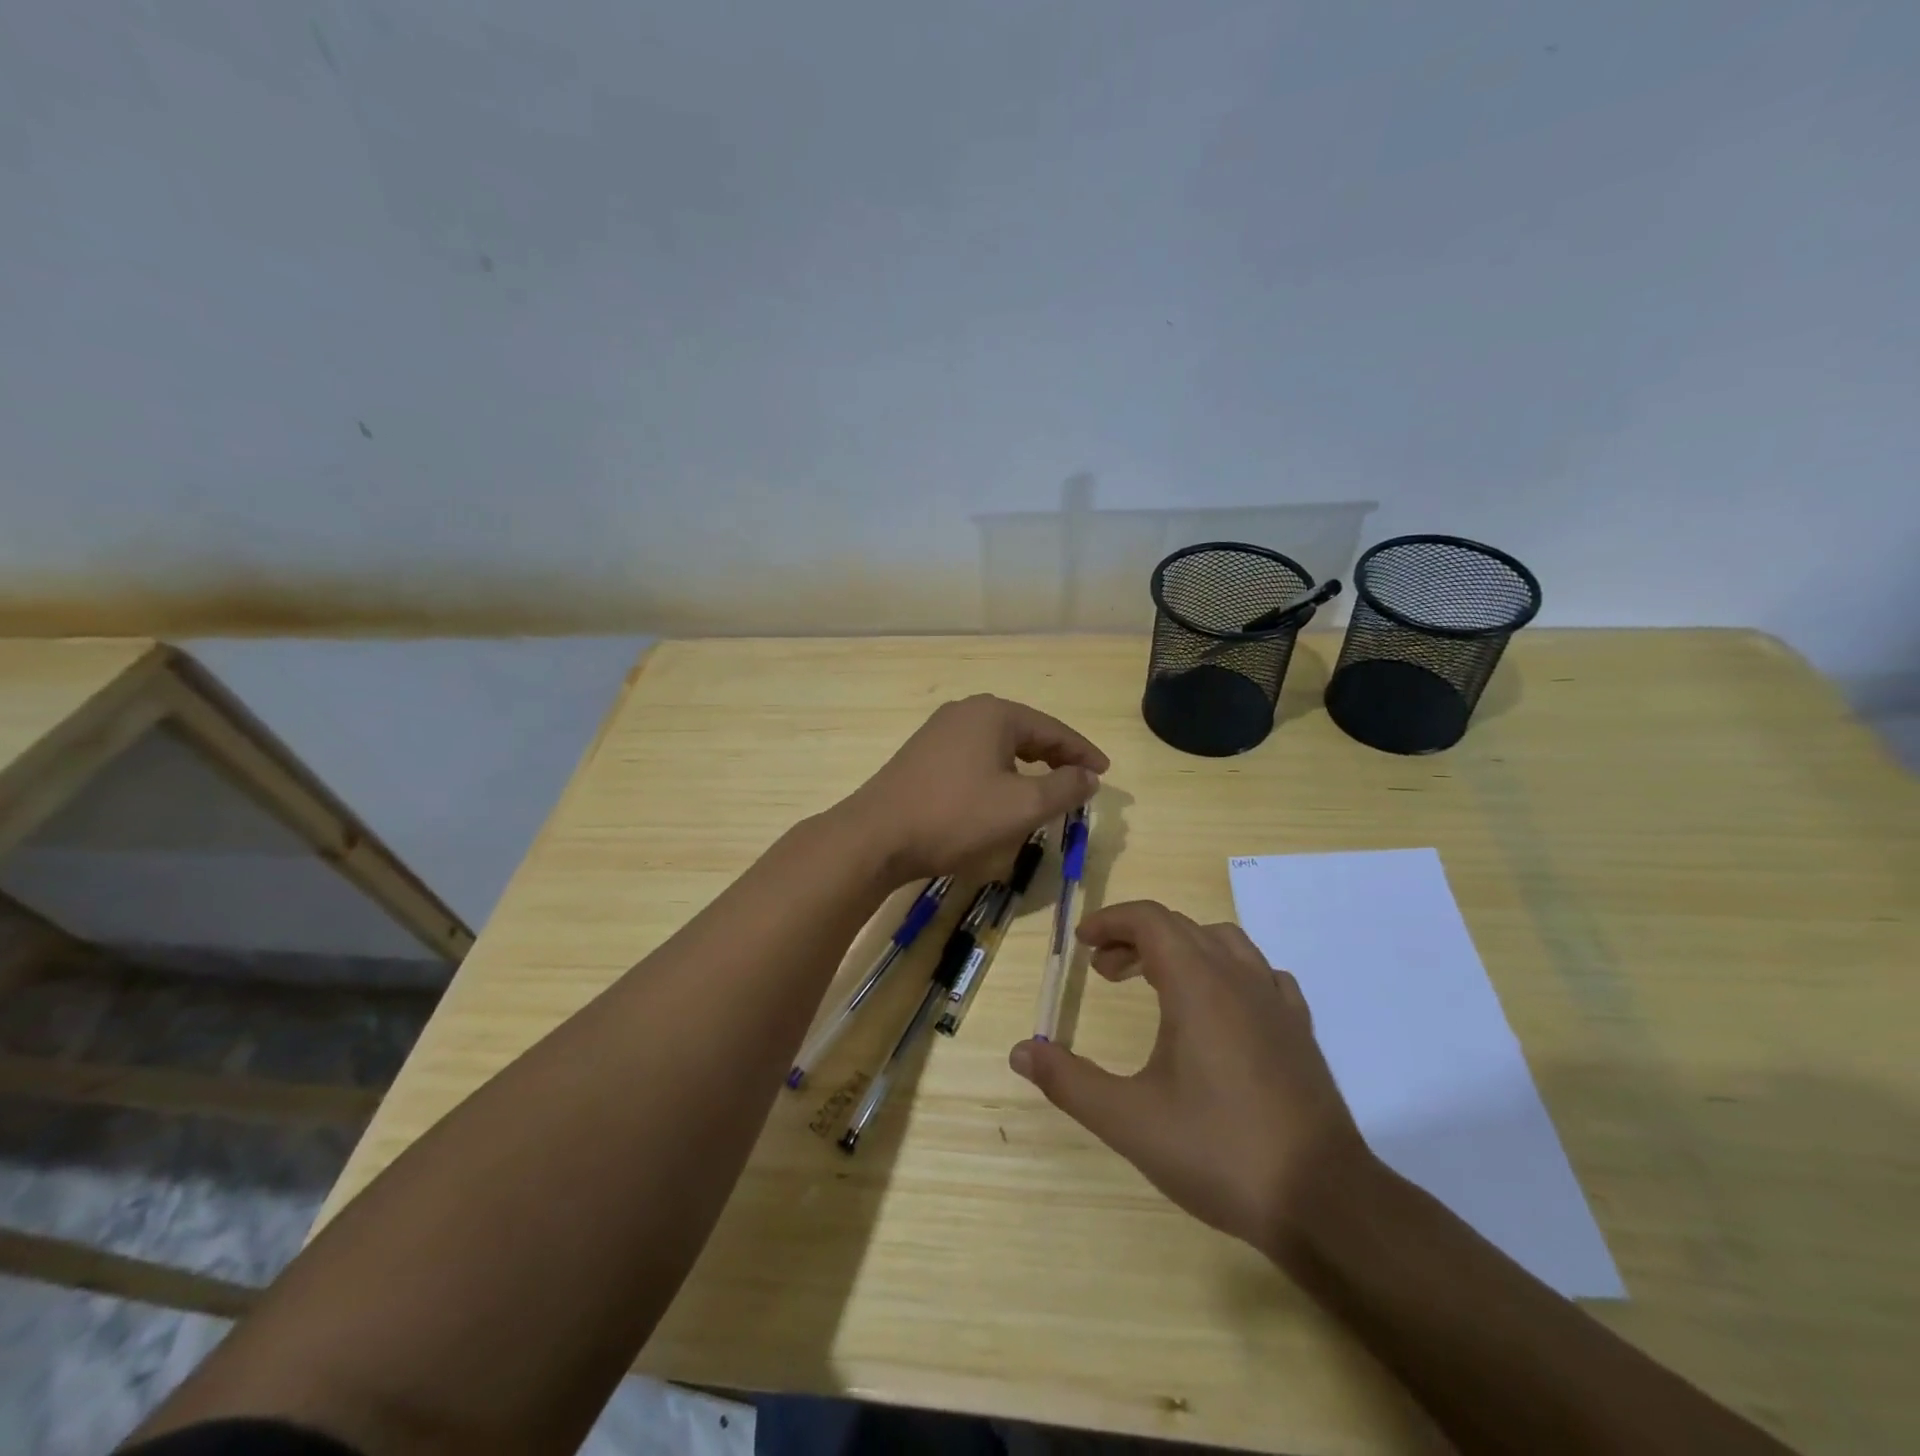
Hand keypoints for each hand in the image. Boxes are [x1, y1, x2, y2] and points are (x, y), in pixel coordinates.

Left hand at [843, 695, 1107, 881]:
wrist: (877, 836)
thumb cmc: (956, 817)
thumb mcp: (1022, 807)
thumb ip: (1064, 788)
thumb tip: (1089, 776)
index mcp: (995, 714)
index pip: (1053, 729)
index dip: (1082, 752)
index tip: (1104, 773)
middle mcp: (966, 711)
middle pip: (1025, 732)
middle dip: (1055, 757)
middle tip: (1079, 781)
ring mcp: (939, 731)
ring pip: (998, 745)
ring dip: (1026, 765)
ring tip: (1045, 789)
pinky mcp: (922, 754)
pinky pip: (975, 756)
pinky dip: (998, 772)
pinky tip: (1000, 794)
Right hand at [1009, 901, 1374, 1265]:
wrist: (1323, 1201)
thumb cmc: (1219, 1151)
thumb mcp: (1129, 1120)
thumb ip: (1070, 1082)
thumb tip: (1022, 1052)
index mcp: (1197, 984)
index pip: (1150, 920)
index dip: (1111, 921)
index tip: (1082, 943)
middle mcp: (1238, 977)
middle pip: (1180, 927)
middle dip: (1135, 938)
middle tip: (1104, 972)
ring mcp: (1276, 1000)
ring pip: (1222, 942)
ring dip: (1180, 949)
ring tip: (1155, 984)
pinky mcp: (1299, 1029)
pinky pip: (1258, 973)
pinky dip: (1225, 971)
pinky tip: (1218, 1009)